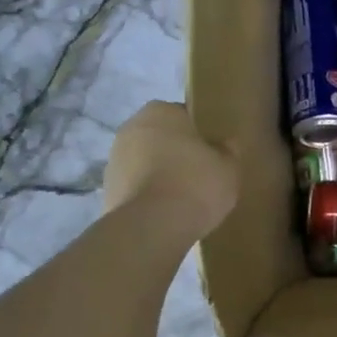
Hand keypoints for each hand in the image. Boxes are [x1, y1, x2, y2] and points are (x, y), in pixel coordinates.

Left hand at [102, 102, 238, 240]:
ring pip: (146, 162)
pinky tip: (167, 214)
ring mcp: (114, 159)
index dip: (201, 135)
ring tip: (185, 199)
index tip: (214, 153)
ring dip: (160, 174)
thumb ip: (229, 151)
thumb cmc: (196, 184)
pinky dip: (149, 196)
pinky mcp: (107, 190)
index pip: (184, 115)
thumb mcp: (229, 167)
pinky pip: (136, 187)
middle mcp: (131, 127)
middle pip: (162, 138)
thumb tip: (226, 144)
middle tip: (202, 175)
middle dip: (177, 153)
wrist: (153, 226)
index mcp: (161, 111)